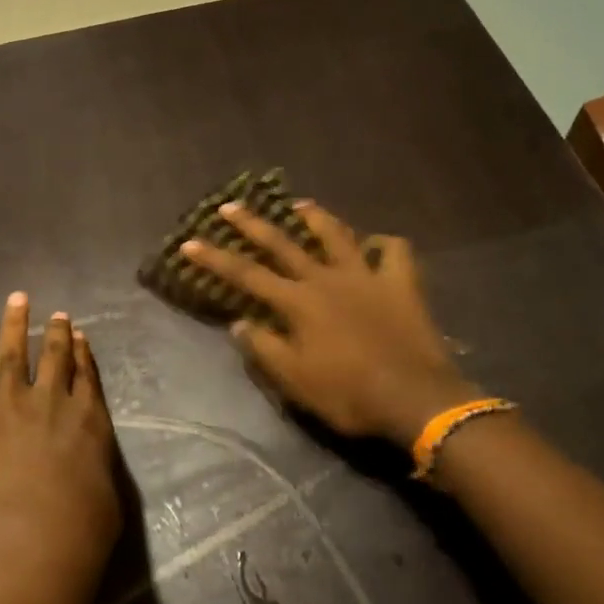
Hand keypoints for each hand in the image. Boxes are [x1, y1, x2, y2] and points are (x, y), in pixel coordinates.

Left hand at [0, 293, 120, 584]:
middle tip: (58, 314)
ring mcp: (10, 403)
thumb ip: (97, 472)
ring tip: (18, 299)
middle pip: (56, 357)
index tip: (80, 334)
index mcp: (89, 418)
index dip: (83, 353)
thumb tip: (90, 470)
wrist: (32, 535)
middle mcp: (52, 400)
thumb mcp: (107, 498)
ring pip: (14, 354)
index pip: (87, 375)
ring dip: (16, 324)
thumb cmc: (80, 529)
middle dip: (57, 333)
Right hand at [180, 202, 482, 447]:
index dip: (215, 258)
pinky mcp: (400, 284)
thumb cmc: (348, 394)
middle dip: (253, 224)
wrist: (414, 398)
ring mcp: (366, 276)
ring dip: (316, 217)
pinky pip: (394, 252)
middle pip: (283, 244)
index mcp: (298, 302)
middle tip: (231, 205)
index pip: (246, 275)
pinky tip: (375, 245)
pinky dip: (383, 245)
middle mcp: (327, 278)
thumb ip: (265, 348)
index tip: (189, 242)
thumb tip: (239, 323)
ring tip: (300, 204)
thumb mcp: (295, 381)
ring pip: (337, 235)